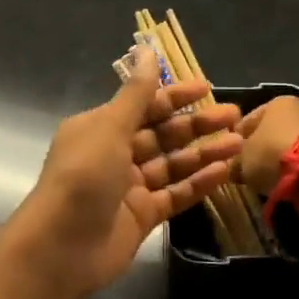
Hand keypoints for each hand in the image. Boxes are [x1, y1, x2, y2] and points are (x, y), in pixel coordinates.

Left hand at [5, 50, 242, 298]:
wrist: (60, 249)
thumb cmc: (82, 177)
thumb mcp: (109, 127)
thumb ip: (136, 93)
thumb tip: (147, 49)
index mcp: (100, 127)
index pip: (144, 105)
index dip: (176, 96)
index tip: (208, 87)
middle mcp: (114, 153)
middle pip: (163, 133)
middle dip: (197, 124)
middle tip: (234, 116)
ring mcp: (129, 187)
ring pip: (173, 164)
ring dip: (204, 153)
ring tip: (238, 143)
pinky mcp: (142, 217)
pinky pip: (175, 194)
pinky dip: (198, 184)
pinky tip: (224, 173)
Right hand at [232, 96, 298, 195]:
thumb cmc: (274, 154)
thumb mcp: (243, 160)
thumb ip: (235, 162)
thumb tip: (233, 169)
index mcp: (276, 103)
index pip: (247, 121)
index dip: (235, 140)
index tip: (229, 159)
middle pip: (270, 134)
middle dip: (259, 152)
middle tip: (247, 172)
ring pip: (287, 148)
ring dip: (278, 163)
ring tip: (267, 182)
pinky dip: (294, 172)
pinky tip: (286, 185)